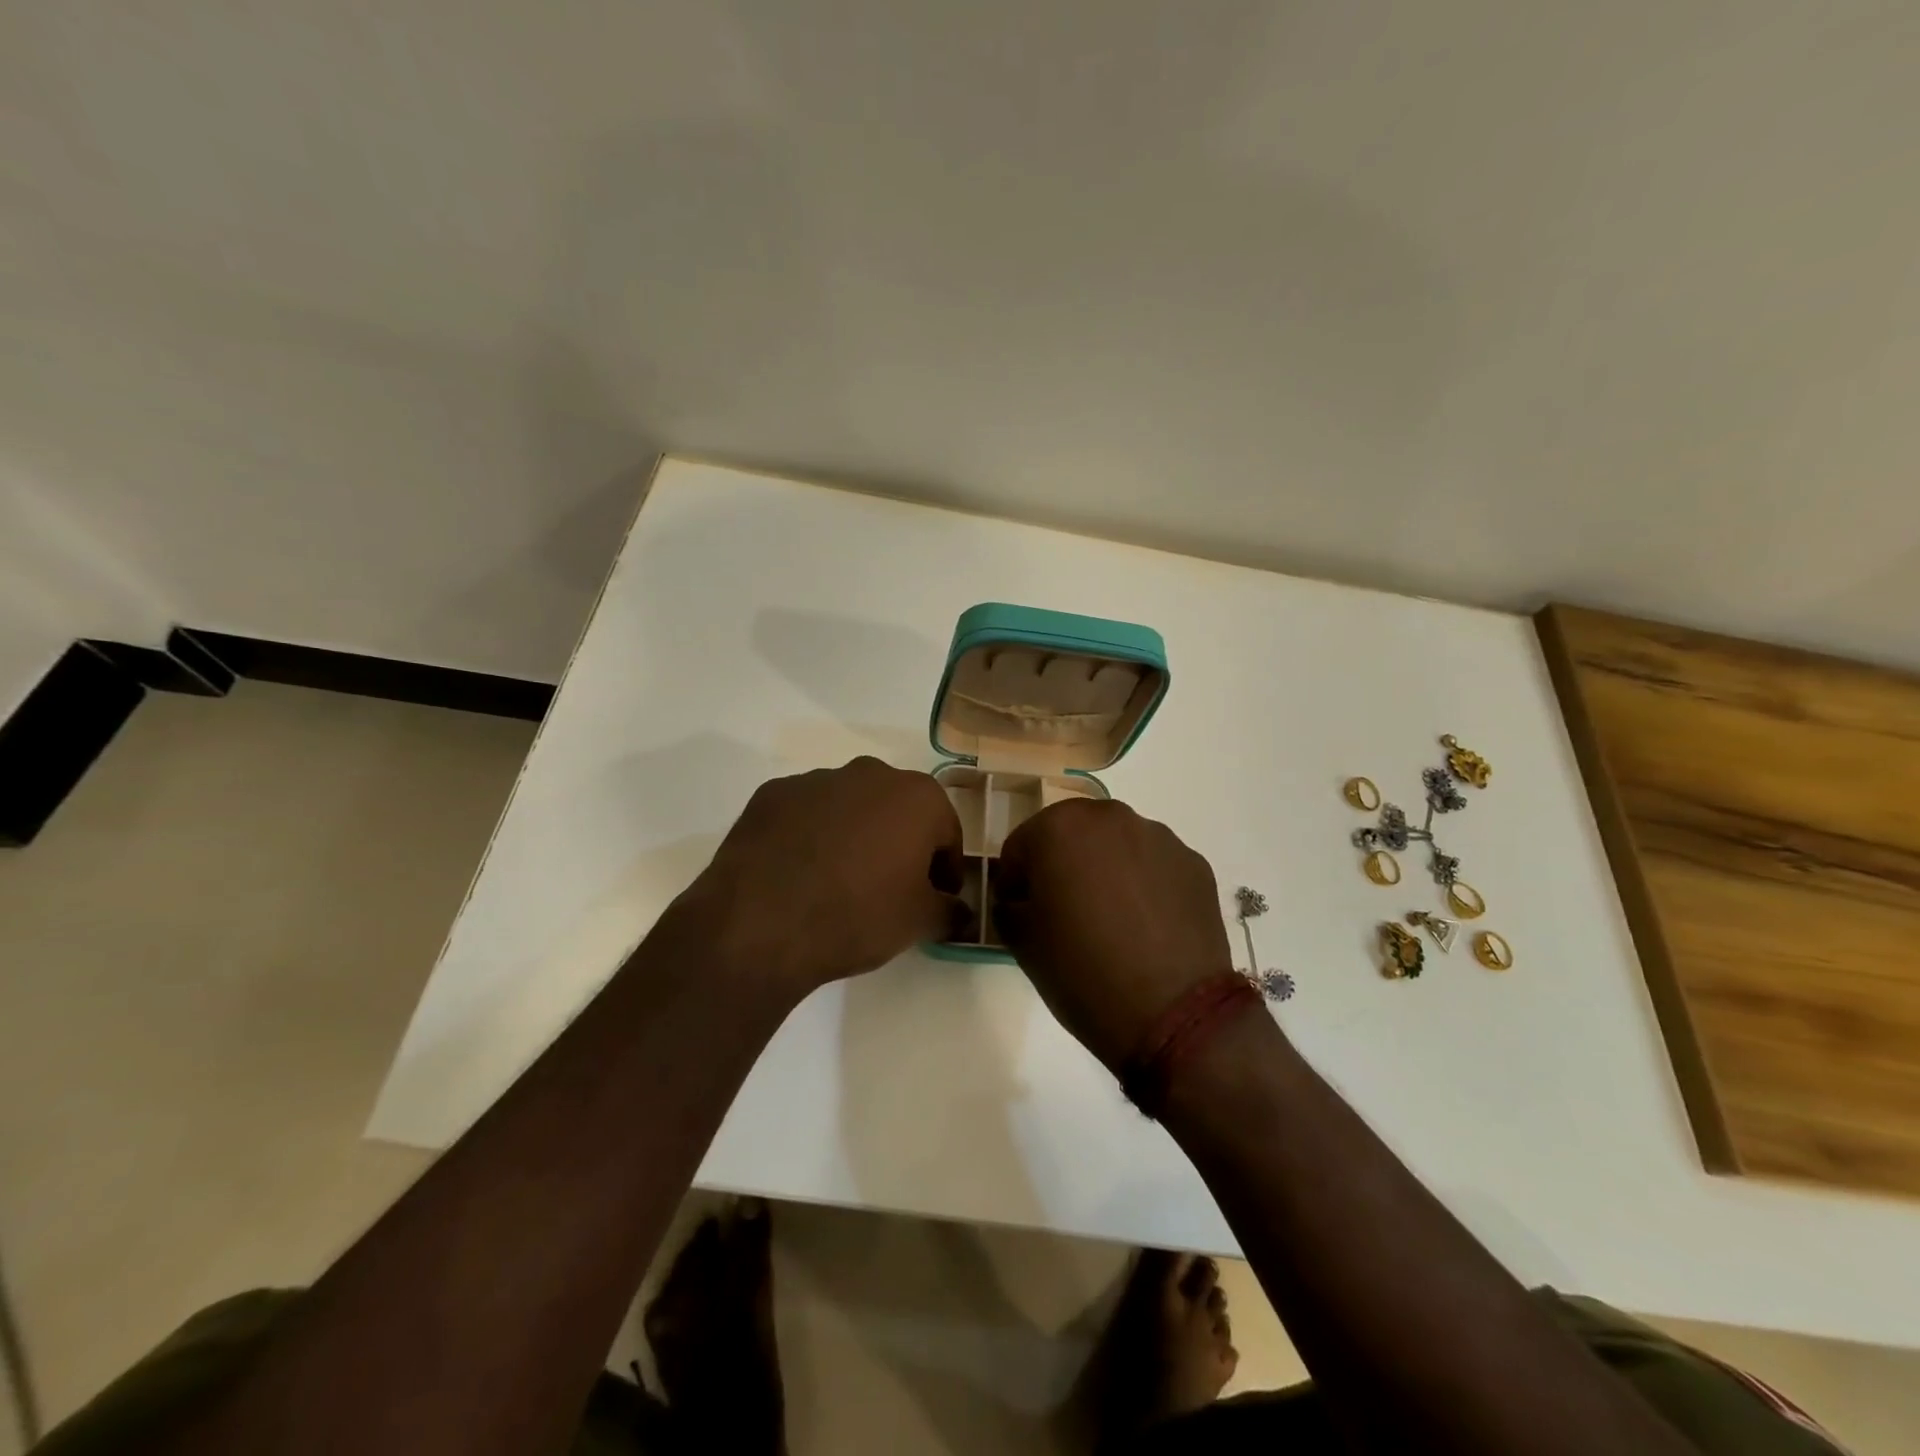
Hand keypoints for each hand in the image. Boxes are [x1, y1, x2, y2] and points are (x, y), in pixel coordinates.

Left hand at [670, 757, 964, 999]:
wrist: (761, 922)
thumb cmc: (858, 915)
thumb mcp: (918, 922)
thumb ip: (949, 912)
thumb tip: (961, 913)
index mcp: (917, 796)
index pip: (947, 832)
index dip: (946, 869)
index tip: (937, 898)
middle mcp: (870, 774)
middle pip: (898, 810)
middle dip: (901, 844)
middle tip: (891, 889)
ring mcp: (817, 779)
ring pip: (851, 807)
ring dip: (855, 835)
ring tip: (840, 882)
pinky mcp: (772, 794)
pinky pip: (807, 814)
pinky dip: (812, 835)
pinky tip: (801, 874)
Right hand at [994, 799, 1232, 1070]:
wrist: (1173, 1014)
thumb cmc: (1082, 972)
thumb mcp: (1023, 943)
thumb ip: (1010, 907)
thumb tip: (1019, 901)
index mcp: (1060, 828)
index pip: (1021, 845)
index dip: (1015, 880)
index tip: (1020, 911)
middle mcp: (1111, 818)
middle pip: (1072, 834)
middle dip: (1062, 865)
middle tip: (1063, 911)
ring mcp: (1159, 837)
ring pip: (1117, 846)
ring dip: (1105, 870)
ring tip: (1110, 921)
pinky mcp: (1194, 864)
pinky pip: (1154, 866)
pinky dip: (1144, 885)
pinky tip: (1146, 927)